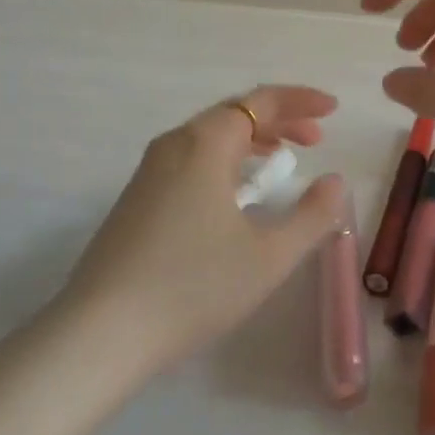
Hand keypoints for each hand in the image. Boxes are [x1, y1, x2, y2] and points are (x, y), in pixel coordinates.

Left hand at [60, 86, 345, 372]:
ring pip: (210, 136)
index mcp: (205, 143)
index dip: (300, 100)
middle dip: (279, 120)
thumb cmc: (193, 287)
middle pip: (234, 113)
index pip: (261, 101)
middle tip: (315, 139)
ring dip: (251, 140)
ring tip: (280, 160)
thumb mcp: (268, 256)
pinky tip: (235, 193)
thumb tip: (335, 183)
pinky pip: (191, 158)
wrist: (100, 333)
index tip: (333, 109)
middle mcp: (175, 144)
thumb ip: (312, 216)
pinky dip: (225, 159)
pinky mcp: (137, 197)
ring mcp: (150, 170)